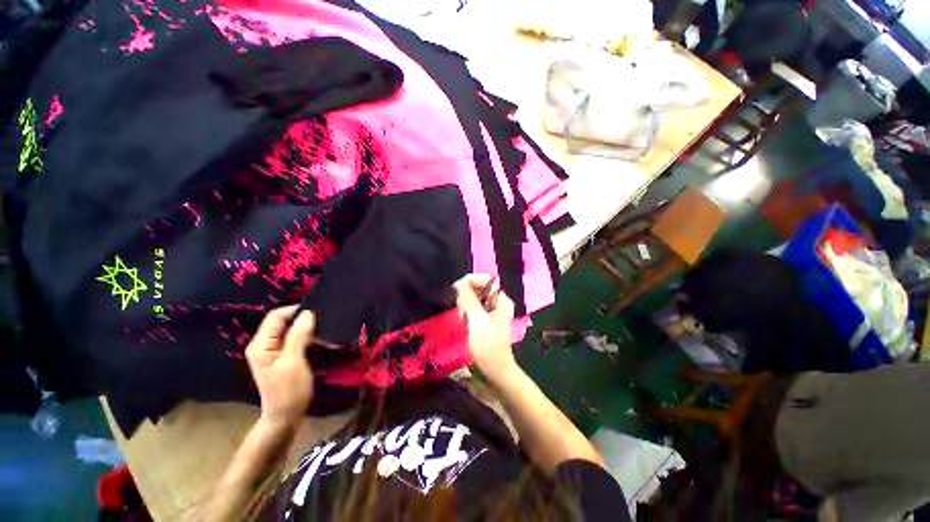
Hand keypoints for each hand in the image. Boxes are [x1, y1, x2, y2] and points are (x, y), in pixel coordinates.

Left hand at [246, 306, 314, 427]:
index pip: (276, 316)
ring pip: (289, 330)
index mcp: (261, 345)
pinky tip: (319, 339)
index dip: (295, 310)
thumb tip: (308, 313)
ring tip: (324, 328)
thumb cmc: (289, 390)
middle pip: (282, 322)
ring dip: (306, 327)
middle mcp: (264, 345)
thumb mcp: (294, 362)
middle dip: (302, 318)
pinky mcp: (282, 357)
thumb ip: (298, 336)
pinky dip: (306, 336)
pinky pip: (294, 339)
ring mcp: (272, 352)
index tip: (318, 311)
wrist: (286, 416)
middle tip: (324, 320)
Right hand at [454, 274, 517, 380]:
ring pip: (475, 296)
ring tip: (461, 316)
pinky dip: (466, 310)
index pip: (484, 280)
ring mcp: (492, 310)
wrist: (496, 371)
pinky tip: (463, 319)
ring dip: (465, 303)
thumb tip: (460, 282)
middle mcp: (499, 301)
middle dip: (466, 294)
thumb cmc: (488, 346)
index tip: (456, 291)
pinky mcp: (486, 318)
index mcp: (501, 300)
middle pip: (479, 287)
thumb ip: (469, 299)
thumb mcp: (477, 321)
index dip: (469, 281)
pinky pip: (474, 306)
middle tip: (459, 308)